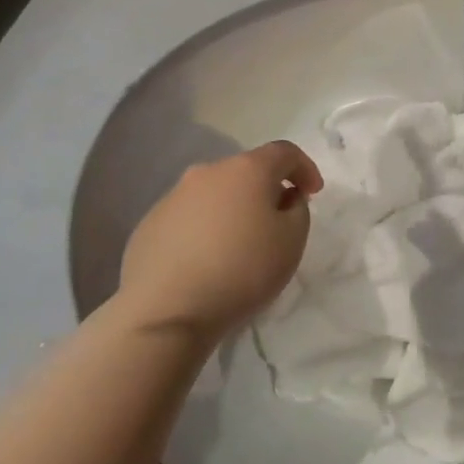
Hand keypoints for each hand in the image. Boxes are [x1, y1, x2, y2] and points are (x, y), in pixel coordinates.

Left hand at [117, 141, 323, 346]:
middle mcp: (208, 172)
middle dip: (266, 190)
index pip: (284, 152)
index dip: (305, 168)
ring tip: (239, 246)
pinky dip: (204, 230)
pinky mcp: (149, 224)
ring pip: (215, 194)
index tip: (313, 193)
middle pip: (246, 171)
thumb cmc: (242, 270)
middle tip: (277, 222)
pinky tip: (206, 262)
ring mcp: (173, 196)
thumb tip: (283, 199)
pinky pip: (188, 218)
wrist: (166, 311)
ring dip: (233, 210)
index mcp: (246, 170)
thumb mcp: (292, 241)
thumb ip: (298, 210)